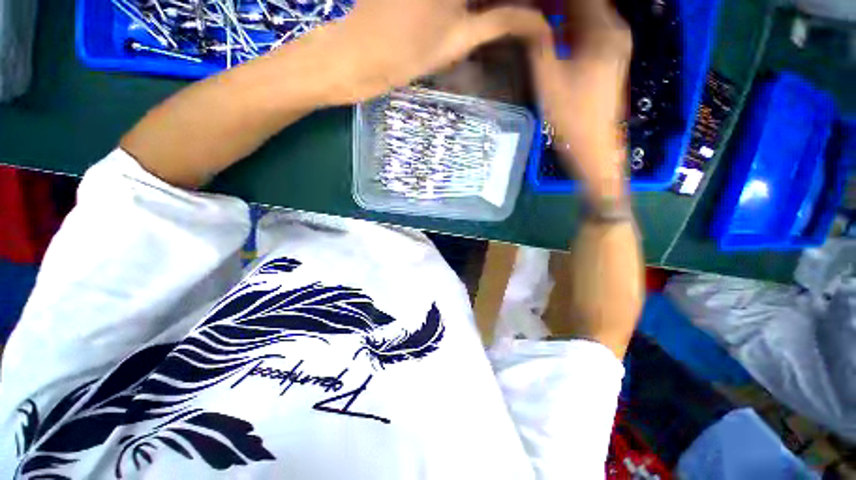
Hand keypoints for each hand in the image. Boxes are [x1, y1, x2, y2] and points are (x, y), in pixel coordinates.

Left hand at [294, 0, 551, 104]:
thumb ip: (502, 22)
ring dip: (492, 2)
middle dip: (511, 2)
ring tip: (507, 15)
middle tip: (525, 15)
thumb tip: (541, 23)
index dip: (524, 5)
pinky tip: (482, 9)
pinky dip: (474, 1)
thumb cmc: (406, 54)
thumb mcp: (459, 41)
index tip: (540, 15)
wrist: (358, 54)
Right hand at [529, 0, 631, 198]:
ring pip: (589, 12)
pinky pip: (592, 28)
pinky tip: (554, 30)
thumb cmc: (571, 117)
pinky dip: (572, 24)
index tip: (530, 3)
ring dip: (564, 11)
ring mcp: (616, 42)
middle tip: (531, 9)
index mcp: (602, 30)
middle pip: (587, 1)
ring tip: (538, 15)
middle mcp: (615, 29)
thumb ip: (538, 43)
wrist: (594, 145)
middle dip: (557, 3)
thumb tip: (527, 16)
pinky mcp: (612, 55)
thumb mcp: (548, 80)